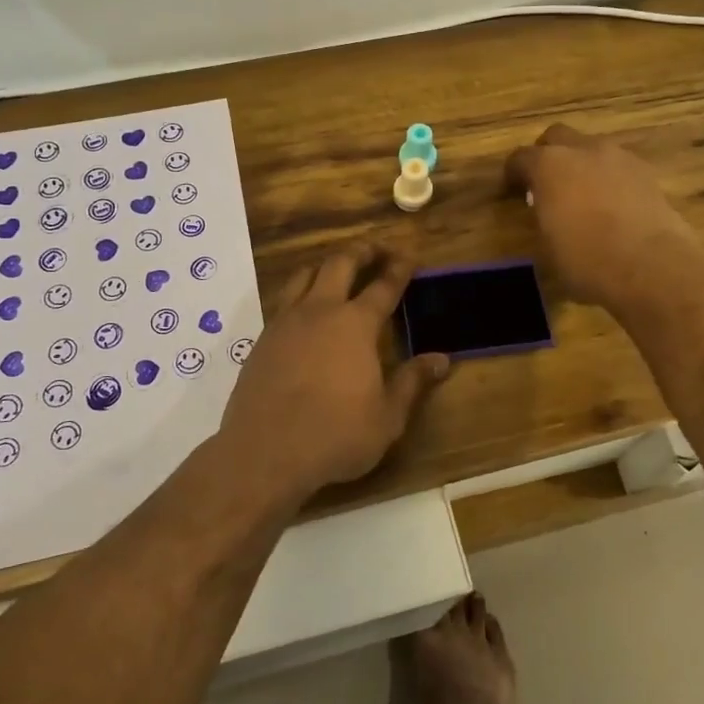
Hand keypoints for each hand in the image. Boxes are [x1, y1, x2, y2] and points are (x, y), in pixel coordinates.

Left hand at [217, 245, 449, 499]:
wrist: (264, 453)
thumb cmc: (335, 436)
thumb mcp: (387, 417)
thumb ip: (413, 382)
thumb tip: (441, 359)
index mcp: (355, 325)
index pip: (383, 286)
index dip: (399, 269)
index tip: (409, 257)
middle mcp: (320, 311)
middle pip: (341, 263)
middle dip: (362, 251)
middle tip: (377, 251)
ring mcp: (286, 322)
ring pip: (305, 274)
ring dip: (326, 265)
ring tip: (338, 270)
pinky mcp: (263, 339)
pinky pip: (284, 299)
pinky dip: (301, 291)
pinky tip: (306, 310)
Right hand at [506, 124, 703, 314]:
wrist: (651, 267)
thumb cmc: (586, 260)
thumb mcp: (547, 247)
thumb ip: (542, 218)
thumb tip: (546, 214)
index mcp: (549, 165)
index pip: (521, 158)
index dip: (514, 174)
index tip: (512, 191)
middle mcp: (583, 150)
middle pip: (558, 137)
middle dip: (548, 155)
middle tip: (547, 184)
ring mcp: (620, 158)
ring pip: (592, 149)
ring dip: (583, 165)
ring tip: (583, 196)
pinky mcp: (648, 173)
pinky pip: (619, 167)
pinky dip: (610, 179)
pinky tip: (612, 206)